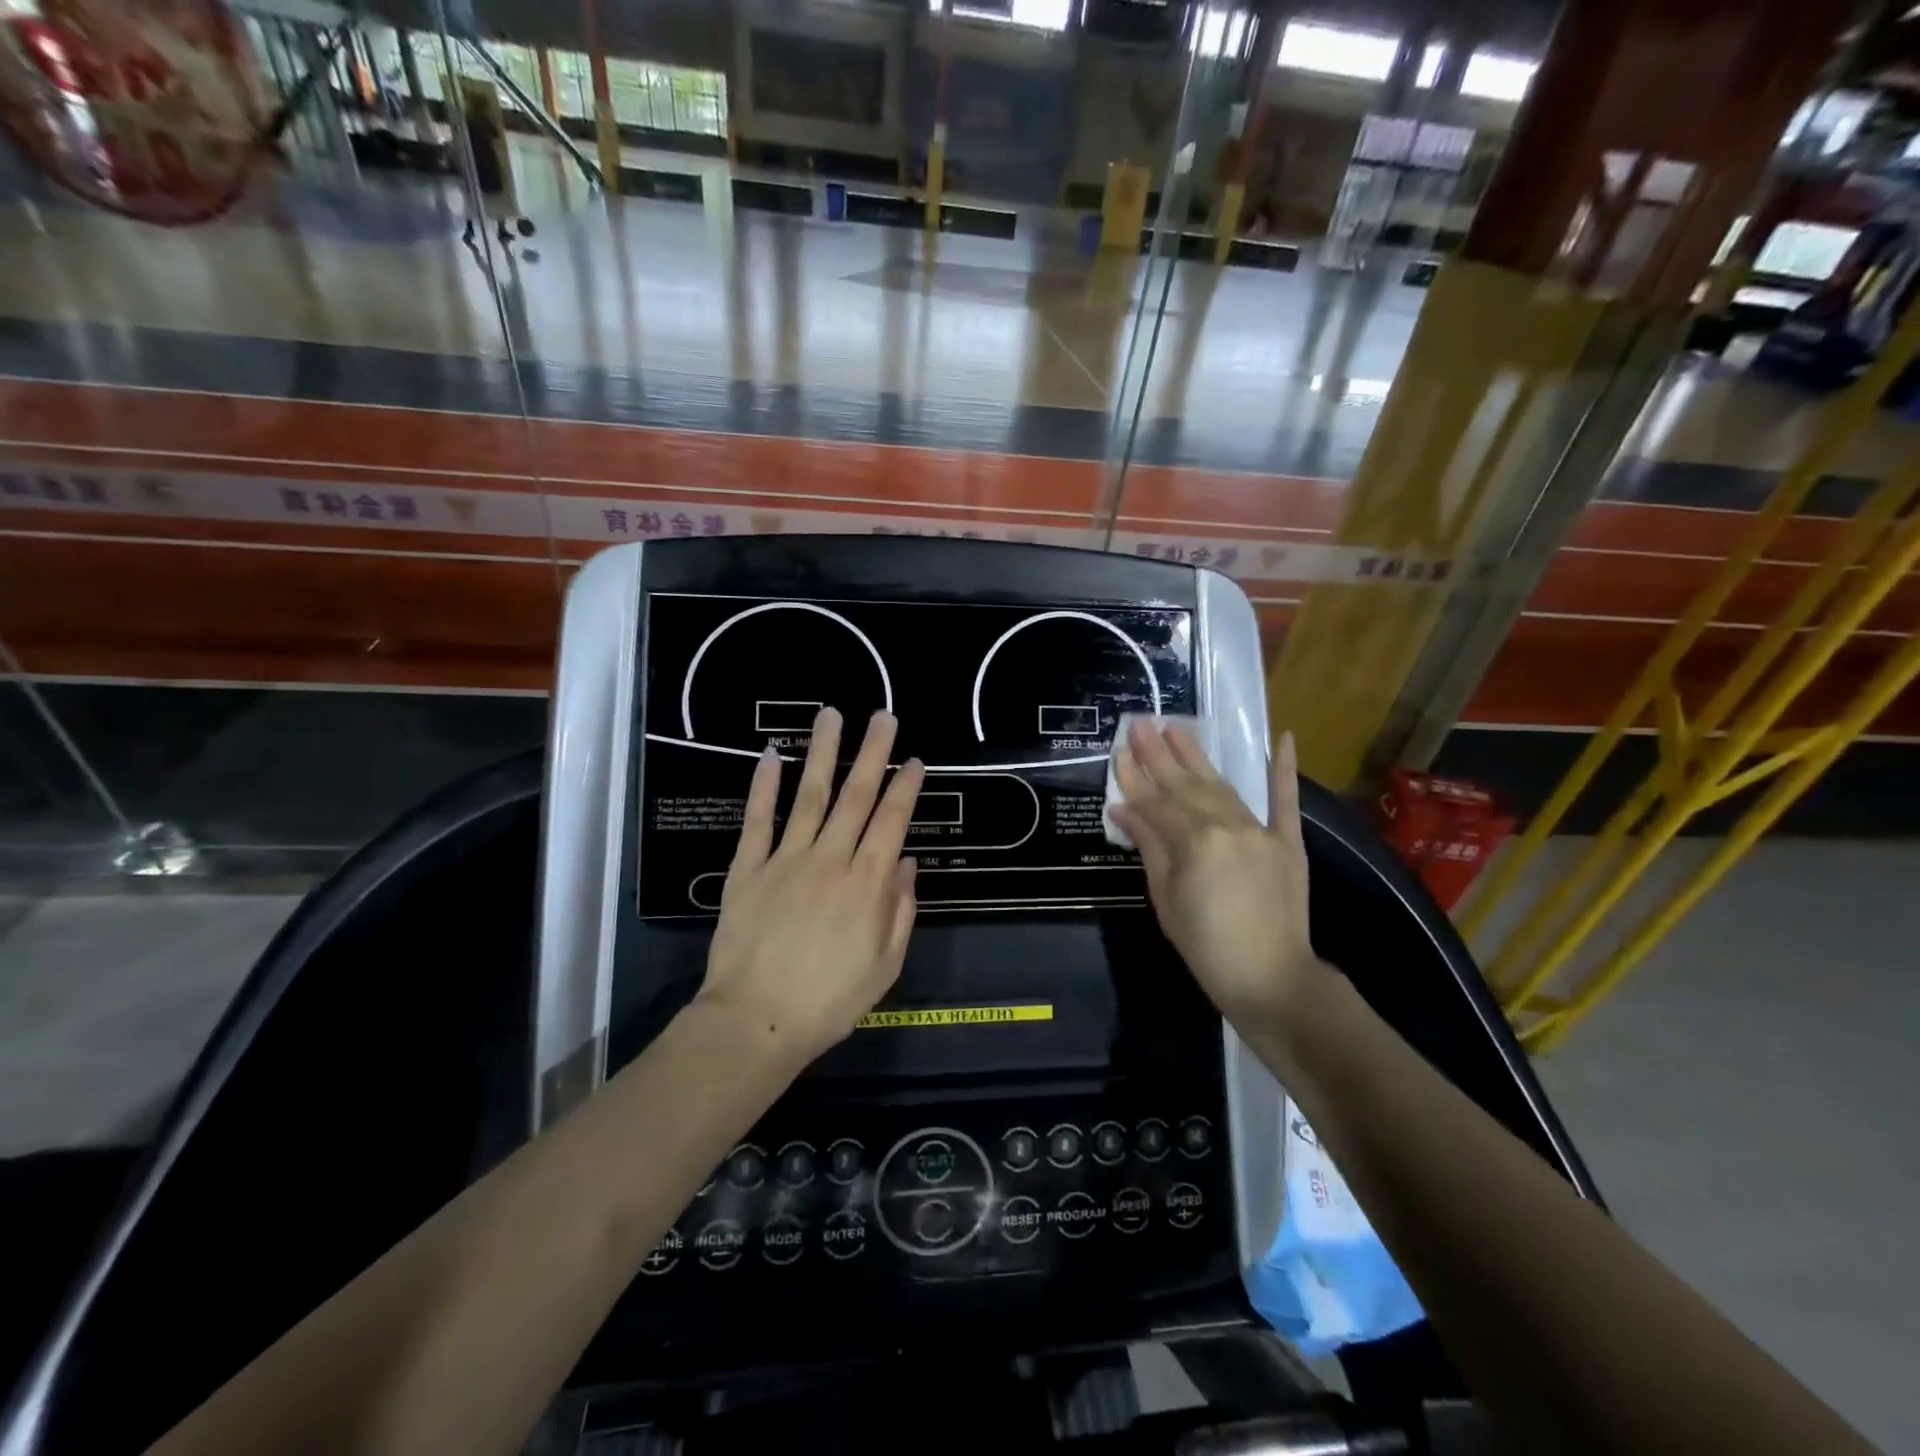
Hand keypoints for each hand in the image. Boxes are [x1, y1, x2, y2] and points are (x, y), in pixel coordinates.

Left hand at [699, 707, 924, 1066]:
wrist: (755, 1022)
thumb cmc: (829, 1001)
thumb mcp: (885, 966)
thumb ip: (900, 910)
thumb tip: (907, 862)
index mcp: (867, 884)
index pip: (892, 822)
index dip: (906, 788)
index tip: (916, 760)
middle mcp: (830, 859)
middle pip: (856, 797)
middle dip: (873, 753)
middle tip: (883, 717)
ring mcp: (786, 859)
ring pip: (809, 796)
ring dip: (823, 753)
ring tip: (831, 715)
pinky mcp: (748, 869)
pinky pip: (758, 820)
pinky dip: (764, 787)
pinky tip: (770, 755)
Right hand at [1109, 721, 1329, 1027]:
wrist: (1271, 977)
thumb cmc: (1206, 946)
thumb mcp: (1165, 899)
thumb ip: (1149, 847)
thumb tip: (1125, 809)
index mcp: (1193, 842)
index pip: (1155, 802)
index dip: (1134, 778)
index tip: (1119, 750)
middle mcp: (1226, 826)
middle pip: (1184, 785)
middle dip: (1159, 754)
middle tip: (1141, 723)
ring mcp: (1259, 831)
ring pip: (1221, 786)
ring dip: (1197, 756)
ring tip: (1178, 727)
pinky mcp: (1287, 841)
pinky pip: (1284, 800)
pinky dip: (1283, 770)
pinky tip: (1283, 738)